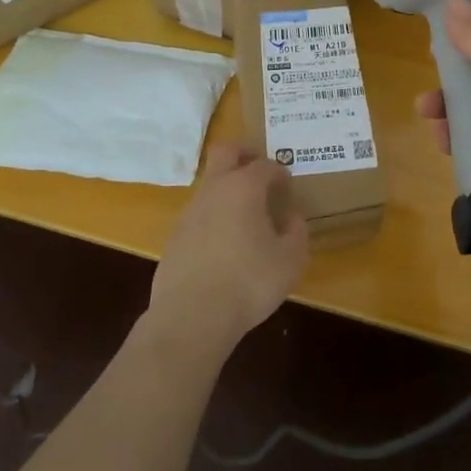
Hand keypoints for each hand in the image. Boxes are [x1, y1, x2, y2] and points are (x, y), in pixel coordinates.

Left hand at [148, 144, 308, 359]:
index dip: (280, 172)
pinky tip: (224, 245)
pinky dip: (214, 217)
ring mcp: (189, 212)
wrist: (191, 318)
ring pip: (210, 184)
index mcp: (243, 188)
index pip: (265, 165)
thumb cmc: (249, 283)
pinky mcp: (174, 237)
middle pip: (225, 152)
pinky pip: (199, 214)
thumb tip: (290, 217)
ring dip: (227, 189)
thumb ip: (296, 232)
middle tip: (259, 168)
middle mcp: (214, 190)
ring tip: (246, 216)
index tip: (288, 186)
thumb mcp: (290, 260)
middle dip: (244, 153)